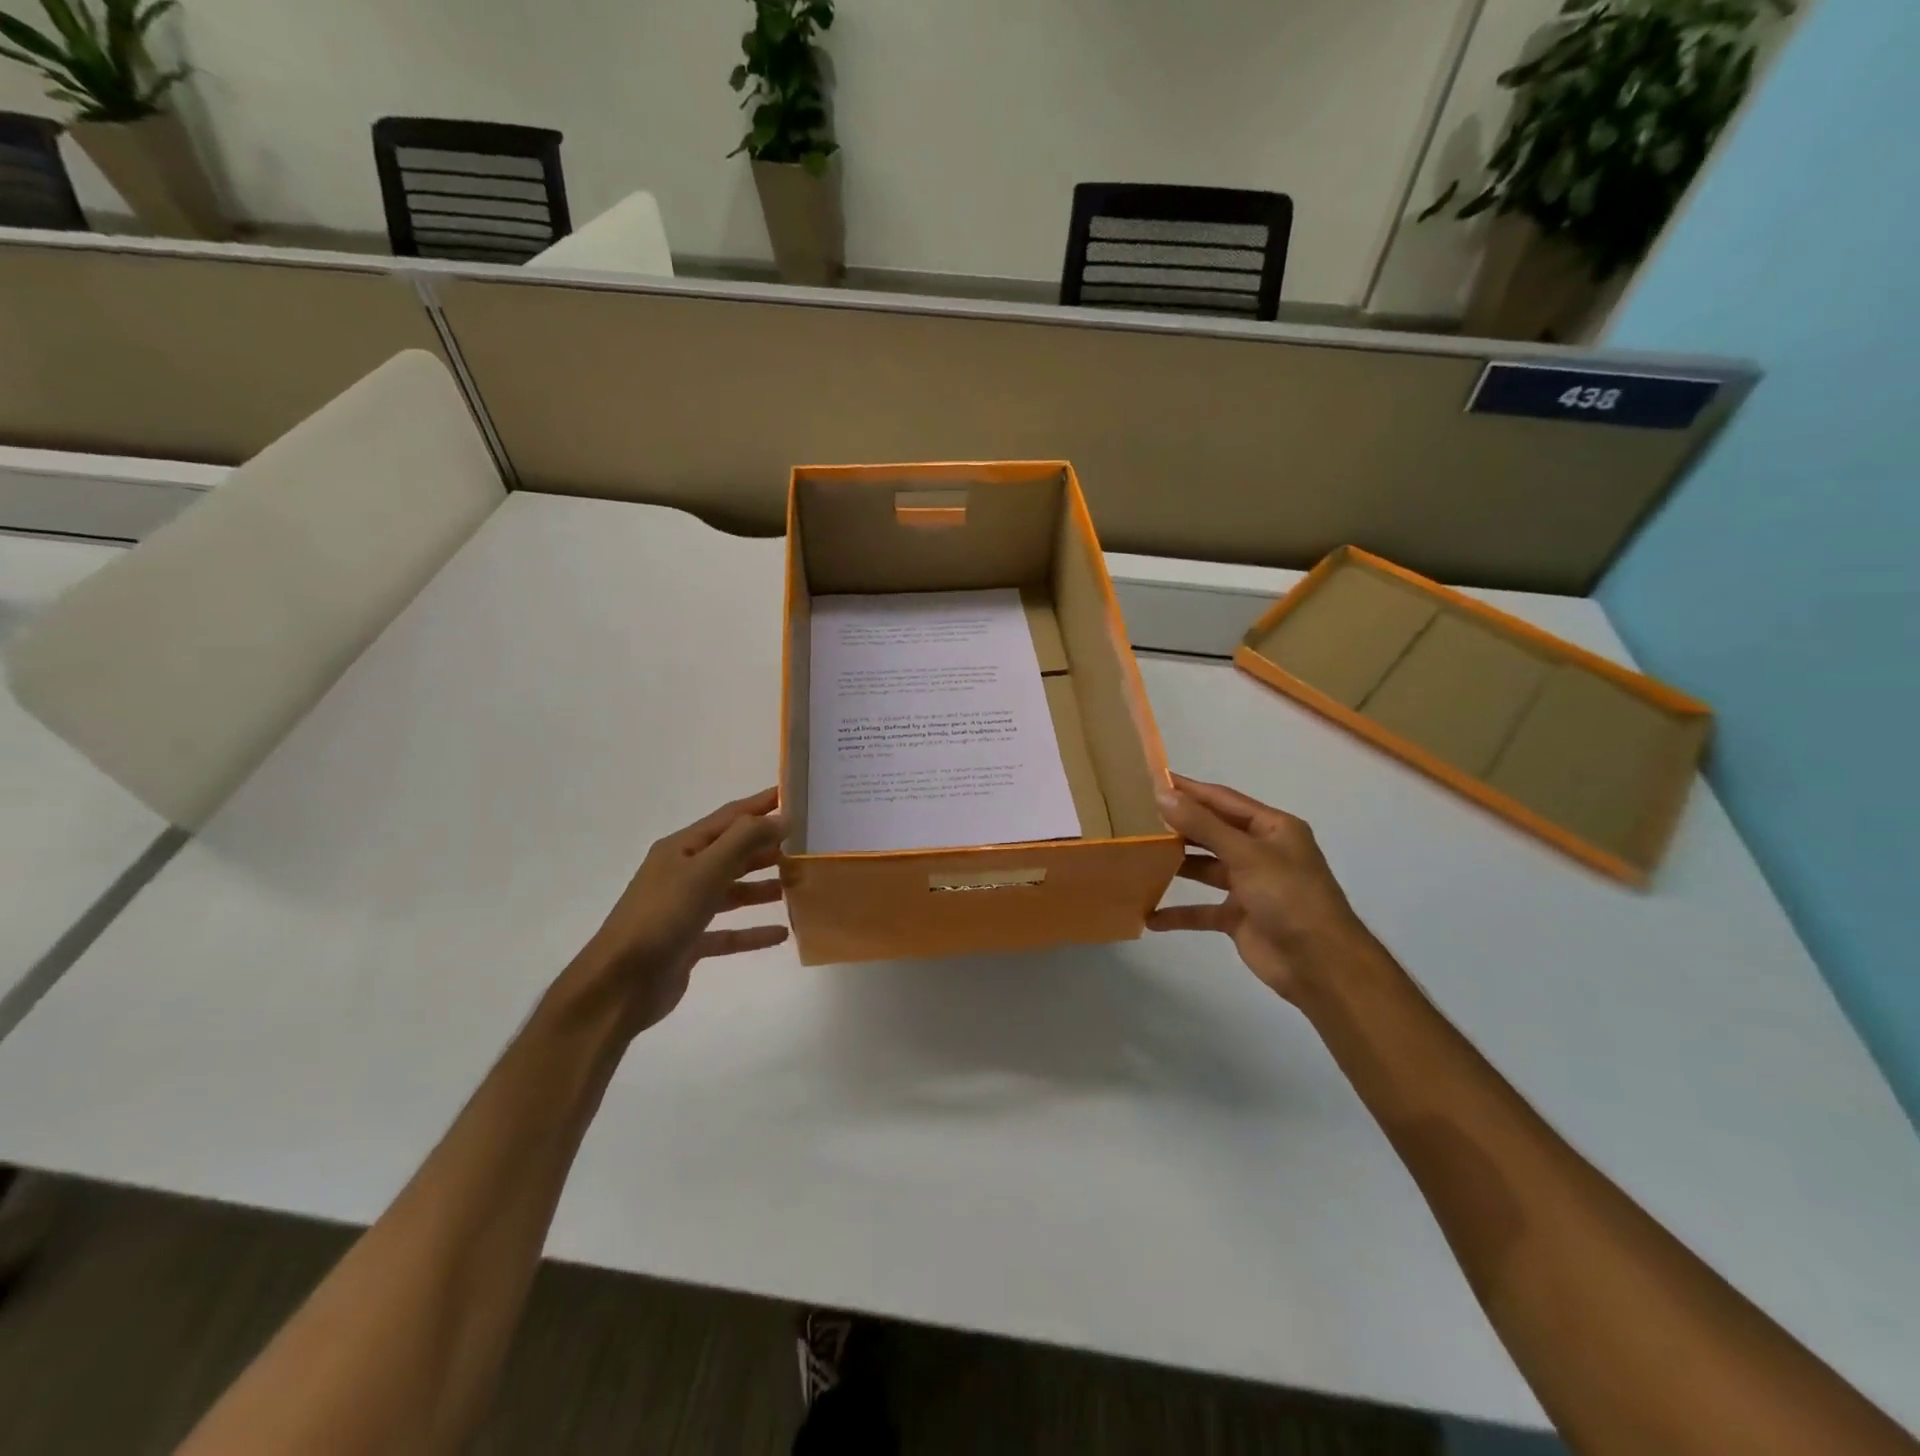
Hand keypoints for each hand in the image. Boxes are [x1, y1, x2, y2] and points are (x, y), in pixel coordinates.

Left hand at [571, 788, 789, 1032]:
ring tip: (798, 885)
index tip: (796, 796)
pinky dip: (753, 931)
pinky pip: (729, 932)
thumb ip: (744, 841)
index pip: (730, 817)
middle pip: (733, 853)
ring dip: (764, 887)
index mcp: (682, 848)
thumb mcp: (705, 870)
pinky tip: (782, 933)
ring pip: (733, 891)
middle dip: (768, 847)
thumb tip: (783, 817)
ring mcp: (685, 909)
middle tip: (807, 846)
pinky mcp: (689, 942)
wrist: (619, 985)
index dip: (762, 805)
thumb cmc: (662, 917)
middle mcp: (683, 873)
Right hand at [1147, 775, 1380, 1001]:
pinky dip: (1179, 913)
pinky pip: (1203, 910)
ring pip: (1205, 868)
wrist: (1321, 965)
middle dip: (1178, 826)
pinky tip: (1150, 915)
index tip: (1152, 780)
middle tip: (1136, 817)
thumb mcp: (1246, 855)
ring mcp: (1250, 886)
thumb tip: (1163, 794)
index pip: (1223, 800)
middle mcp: (1261, 852)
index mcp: (1273, 828)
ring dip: (1176, 865)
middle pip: (1212, 832)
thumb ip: (1203, 825)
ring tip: (1137, 857)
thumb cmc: (1289, 897)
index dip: (1189, 790)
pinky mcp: (1239, 917)